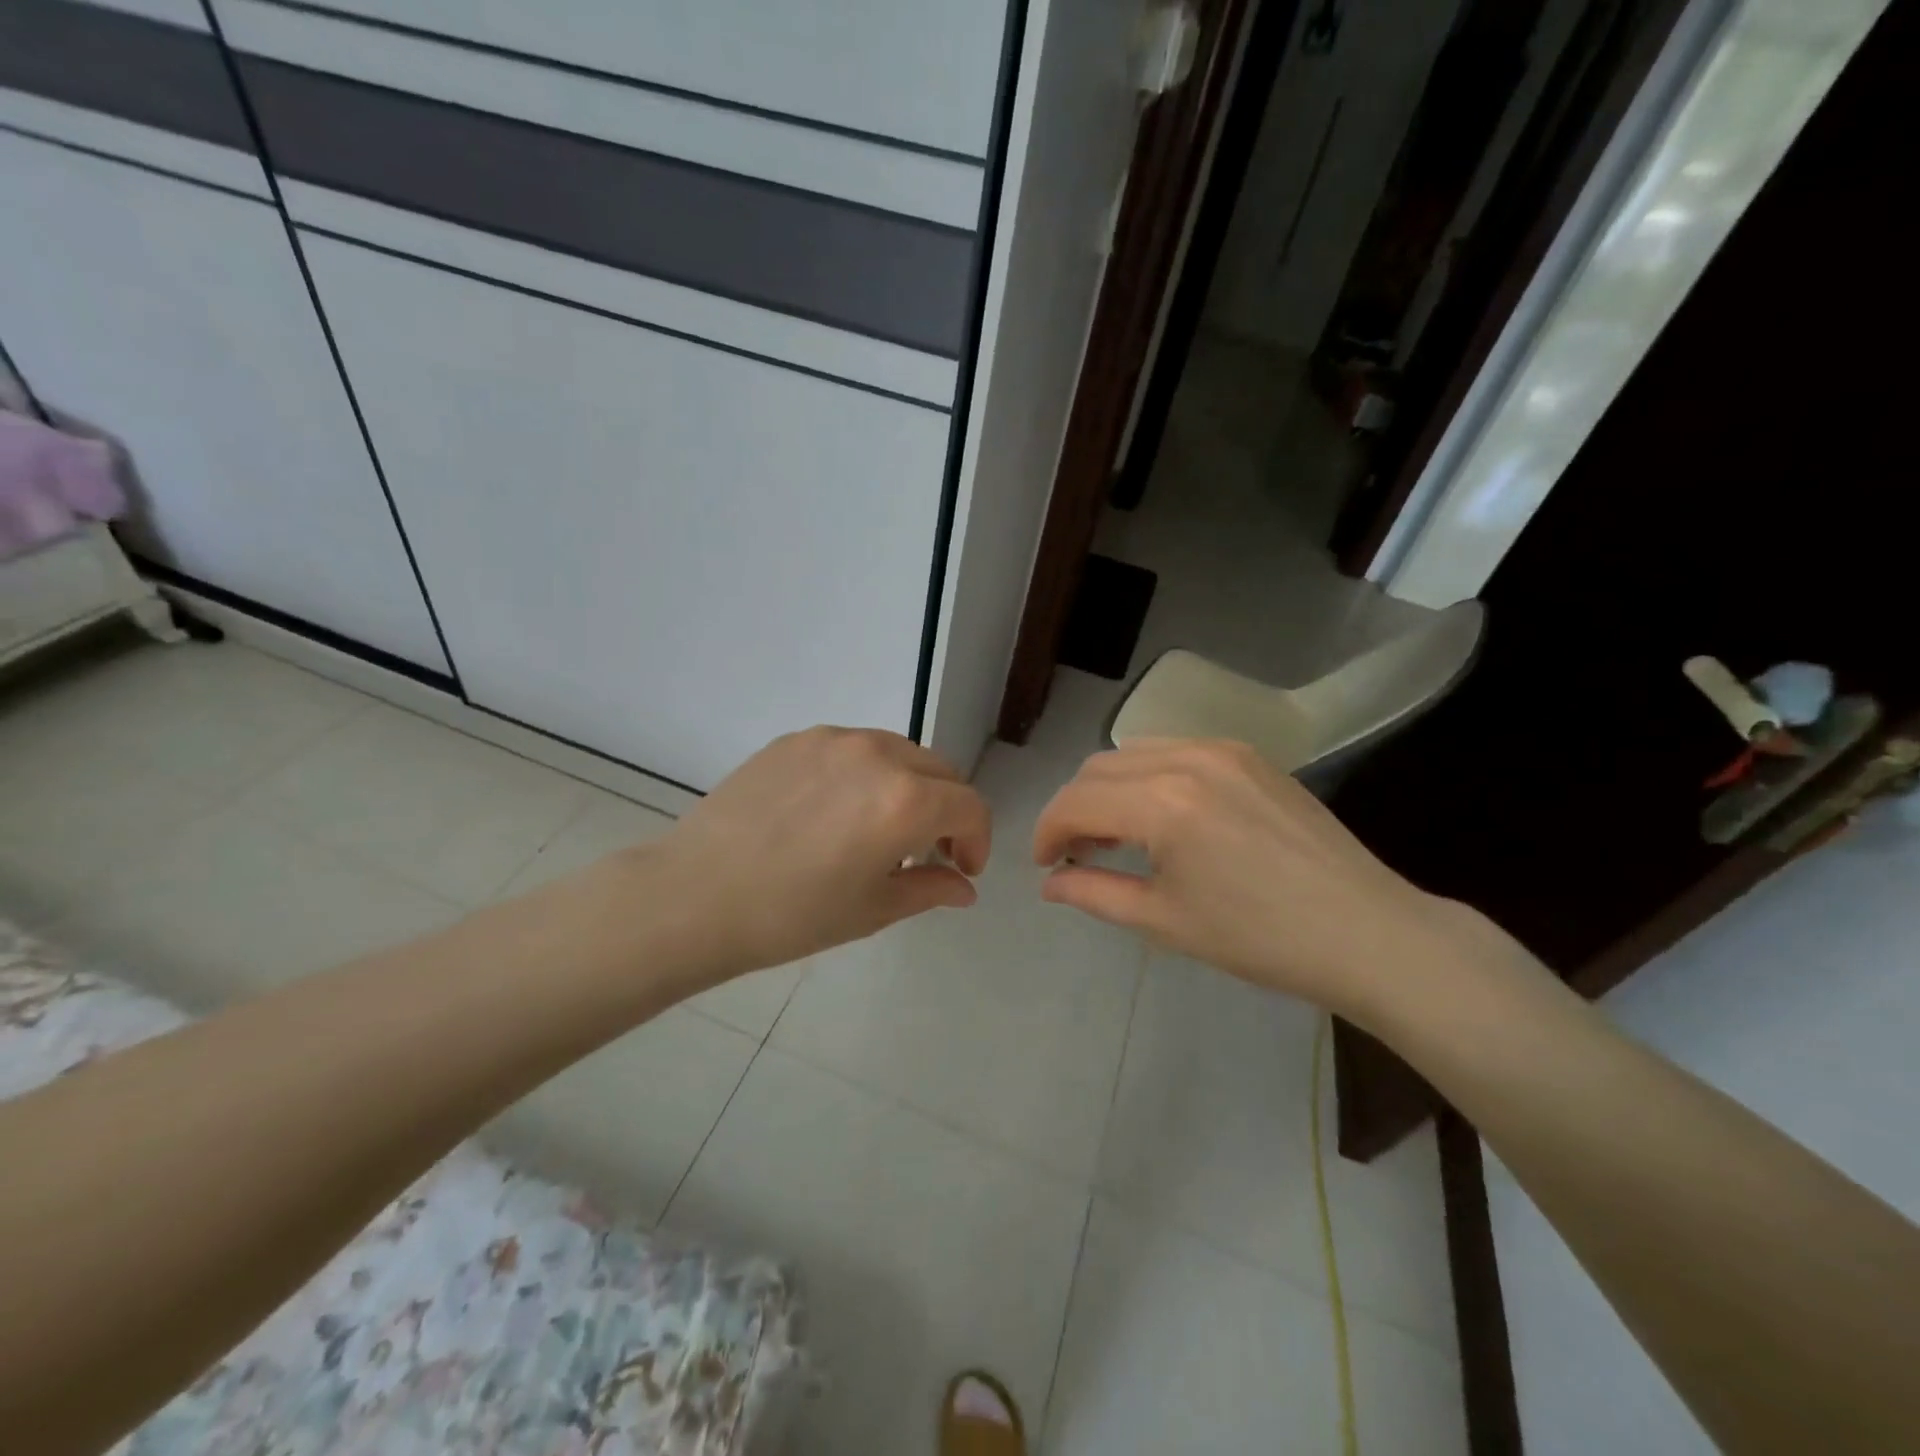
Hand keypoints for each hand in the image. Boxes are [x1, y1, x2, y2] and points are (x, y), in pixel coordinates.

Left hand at [649, 726, 990, 978]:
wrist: (694, 896)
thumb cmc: (791, 915)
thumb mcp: (872, 909)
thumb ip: (931, 888)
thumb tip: (965, 887)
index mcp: (904, 800)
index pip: (968, 805)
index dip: (977, 839)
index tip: (961, 868)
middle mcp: (877, 754)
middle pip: (939, 771)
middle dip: (947, 810)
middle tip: (927, 852)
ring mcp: (832, 740)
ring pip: (898, 753)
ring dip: (909, 787)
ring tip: (879, 830)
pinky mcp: (796, 739)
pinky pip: (852, 749)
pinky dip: (866, 775)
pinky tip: (834, 813)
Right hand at [1033, 738, 1482, 1021]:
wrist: (1367, 932)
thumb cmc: (1260, 938)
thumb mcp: (1165, 921)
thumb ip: (1094, 893)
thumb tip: (1049, 883)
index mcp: (1163, 803)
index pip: (1076, 801)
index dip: (1047, 831)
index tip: (1045, 865)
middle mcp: (1187, 759)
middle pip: (1098, 768)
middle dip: (1074, 809)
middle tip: (1076, 855)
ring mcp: (1223, 750)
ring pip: (1134, 754)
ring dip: (1109, 789)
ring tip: (1117, 836)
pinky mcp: (1250, 755)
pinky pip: (1175, 751)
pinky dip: (1149, 777)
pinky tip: (1163, 817)